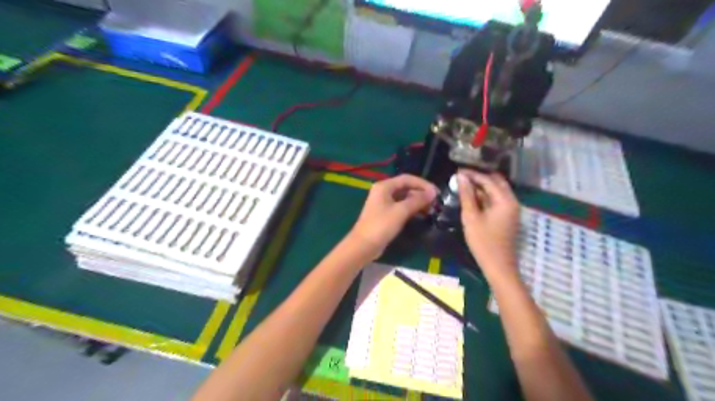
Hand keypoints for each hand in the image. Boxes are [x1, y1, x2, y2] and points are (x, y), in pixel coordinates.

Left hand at [349, 174, 439, 257]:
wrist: (363, 246)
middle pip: (405, 187)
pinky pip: (401, 206)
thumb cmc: (381, 225)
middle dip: (421, 193)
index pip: (407, 179)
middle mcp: (383, 191)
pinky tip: (421, 214)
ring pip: (404, 197)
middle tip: (435, 202)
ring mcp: (383, 203)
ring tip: (431, 209)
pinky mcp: (385, 214)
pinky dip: (411, 208)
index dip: (423, 184)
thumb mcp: (401, 211)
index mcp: (384, 186)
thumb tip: (433, 193)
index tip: (436, 192)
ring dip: (417, 201)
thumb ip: (417, 200)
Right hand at [458, 171, 520, 282]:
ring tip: (464, 185)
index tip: (457, 171)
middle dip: (479, 177)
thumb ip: (467, 195)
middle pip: (496, 182)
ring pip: (497, 191)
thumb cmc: (483, 242)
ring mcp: (511, 209)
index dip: (472, 174)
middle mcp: (512, 201)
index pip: (488, 180)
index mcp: (505, 200)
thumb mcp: (471, 217)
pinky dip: (486, 196)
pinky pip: (497, 199)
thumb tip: (461, 177)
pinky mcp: (508, 216)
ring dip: (482, 187)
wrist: (498, 266)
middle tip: (462, 177)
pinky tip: (472, 198)